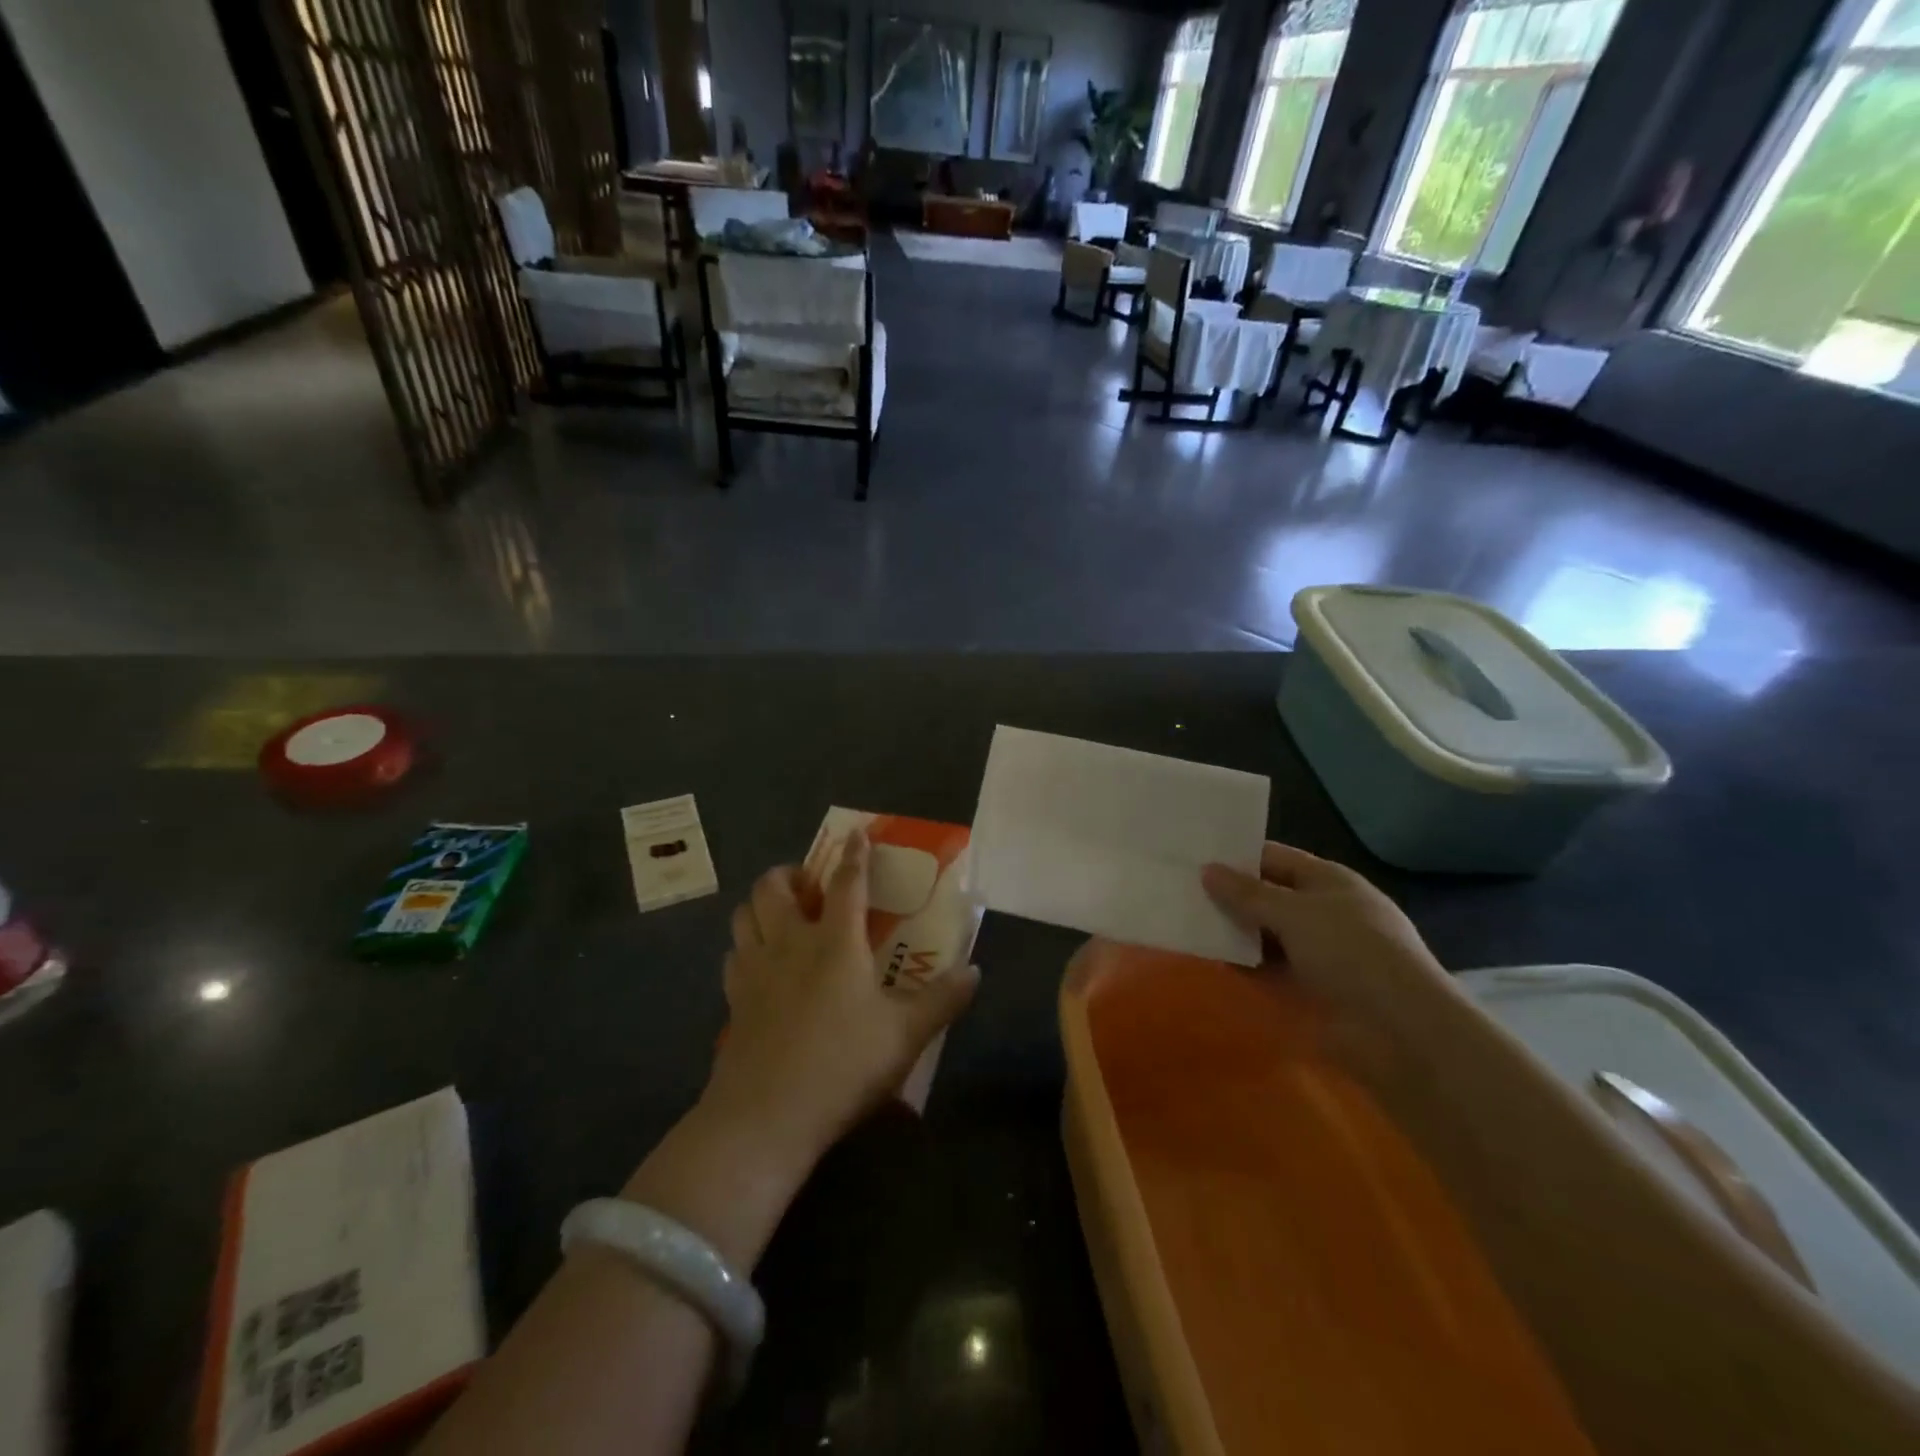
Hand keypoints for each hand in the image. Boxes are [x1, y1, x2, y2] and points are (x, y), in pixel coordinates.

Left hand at [703, 830, 979, 1167]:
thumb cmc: (842, 1065)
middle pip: (774, 887)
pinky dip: (746, 947)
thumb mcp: (905, 1035)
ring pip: (744, 915)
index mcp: (835, 943)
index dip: (855, 855)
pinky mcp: (733, 1000)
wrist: (765, 1117)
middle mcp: (789, 944)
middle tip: (809, 887)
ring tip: (782, 917)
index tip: (856, 833)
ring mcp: (754, 971)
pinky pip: (733, 955)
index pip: (847, 884)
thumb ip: (942, 1000)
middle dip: (789, 874)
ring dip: (761, 905)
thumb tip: (975, 972)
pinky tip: (762, 966)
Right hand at [1201, 841, 1450, 1021]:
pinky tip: (1208, 959)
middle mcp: (1322, 912)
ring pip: (1263, 934)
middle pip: (1266, 896)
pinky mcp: (1308, 989)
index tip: (1193, 856)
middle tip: (1178, 889)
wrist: (1401, 1031)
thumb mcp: (1295, 913)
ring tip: (1183, 921)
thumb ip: (1247, 893)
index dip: (1236, 856)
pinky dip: (1241, 964)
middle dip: (1228, 895)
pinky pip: (1265, 969)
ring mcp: (1316, 952)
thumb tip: (1207, 870)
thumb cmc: (1351, 953)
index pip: (1274, 858)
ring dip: (1231, 931)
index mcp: (1328, 881)